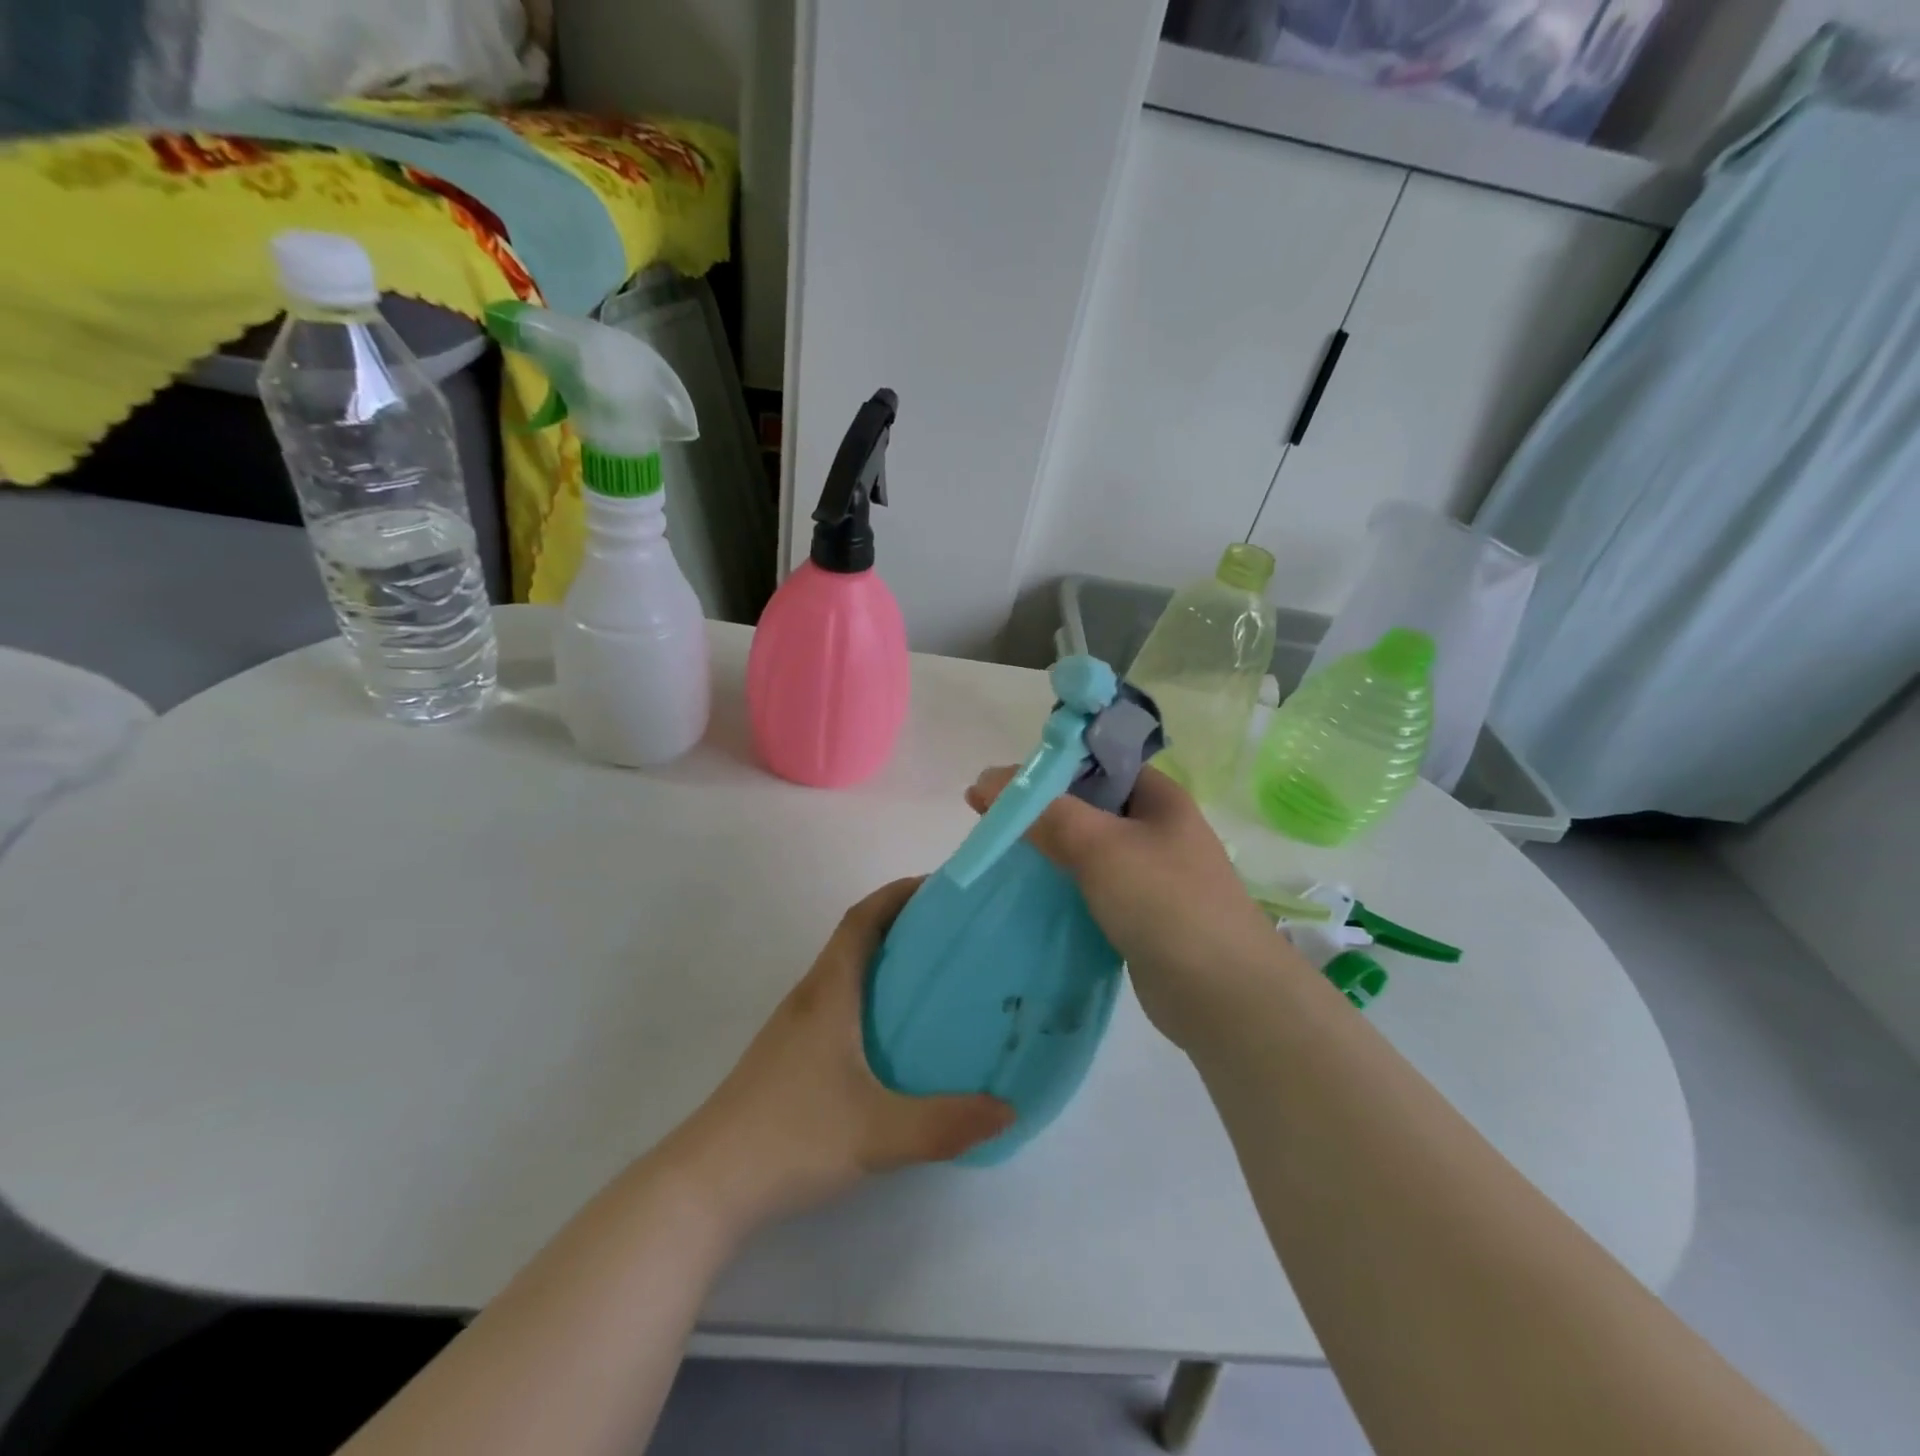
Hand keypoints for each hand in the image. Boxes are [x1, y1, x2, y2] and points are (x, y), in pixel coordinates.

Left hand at [666, 879, 1013, 1234]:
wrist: (707, 1185)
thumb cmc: (792, 1137)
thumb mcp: (878, 1133)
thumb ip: (945, 1124)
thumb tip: (1008, 1110)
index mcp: (828, 993)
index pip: (862, 919)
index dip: (898, 894)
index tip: (939, 887)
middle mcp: (809, 998)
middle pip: (855, 938)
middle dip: (901, 923)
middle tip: (953, 932)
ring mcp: (793, 1028)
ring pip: (844, 972)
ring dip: (883, 959)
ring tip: (933, 977)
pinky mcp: (788, 1056)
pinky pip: (837, 1003)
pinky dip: (869, 996)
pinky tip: (893, 1036)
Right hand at [966, 765, 1289, 1048]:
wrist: (1224, 996)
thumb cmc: (1165, 902)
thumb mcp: (1101, 846)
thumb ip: (1044, 812)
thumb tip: (987, 780)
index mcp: (1158, 796)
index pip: (1094, 762)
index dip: (1046, 766)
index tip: (999, 784)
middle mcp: (1156, 827)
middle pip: (1087, 804)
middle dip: (1039, 808)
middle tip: (987, 819)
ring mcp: (1150, 873)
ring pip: (1087, 847)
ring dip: (1048, 847)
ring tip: (999, 853)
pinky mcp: (1139, 913)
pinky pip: (1091, 885)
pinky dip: (1061, 884)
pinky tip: (1031, 891)